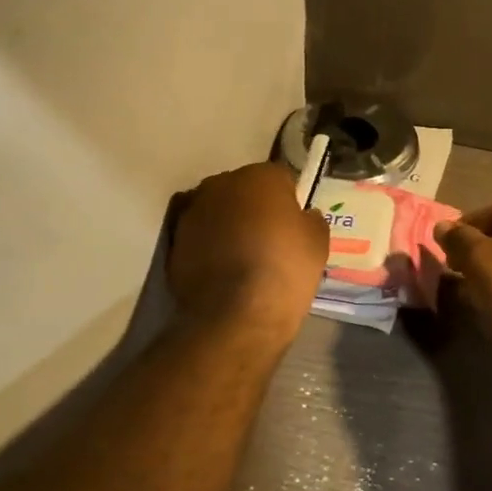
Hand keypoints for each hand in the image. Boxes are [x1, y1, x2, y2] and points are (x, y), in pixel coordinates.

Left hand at [169, 163, 328, 343]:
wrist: (237, 315)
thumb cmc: (285, 270)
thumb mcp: (318, 242)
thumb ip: (309, 219)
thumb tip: (301, 217)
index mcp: (259, 176)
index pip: (280, 178)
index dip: (289, 202)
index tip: (294, 226)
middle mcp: (220, 184)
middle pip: (243, 190)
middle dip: (254, 209)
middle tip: (269, 240)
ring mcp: (192, 212)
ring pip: (218, 212)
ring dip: (228, 227)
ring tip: (243, 259)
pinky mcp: (173, 242)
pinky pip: (199, 237)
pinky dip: (209, 247)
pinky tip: (222, 272)